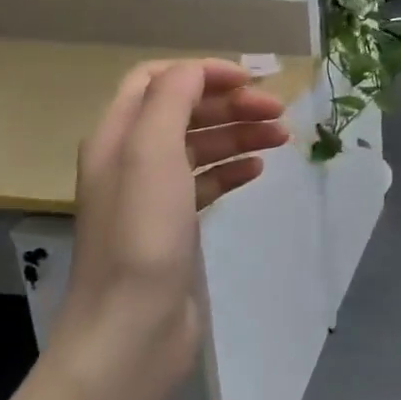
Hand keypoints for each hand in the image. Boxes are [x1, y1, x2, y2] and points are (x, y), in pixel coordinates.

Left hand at [47, 59, 289, 399]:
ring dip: (239, 134)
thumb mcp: (152, 153)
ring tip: (282, 137)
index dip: (203, 73)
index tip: (251, 81)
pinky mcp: (173, 226)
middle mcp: (131, 160)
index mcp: (118, 136)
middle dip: (230, 104)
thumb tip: (197, 71)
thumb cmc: (143, 236)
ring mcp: (152, 196)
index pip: (157, 80)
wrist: (132, 328)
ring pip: (200, 146)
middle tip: (279, 112)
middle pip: (184, 111)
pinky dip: (233, 169)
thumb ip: (171, 99)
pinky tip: (258, 171)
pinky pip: (206, 182)